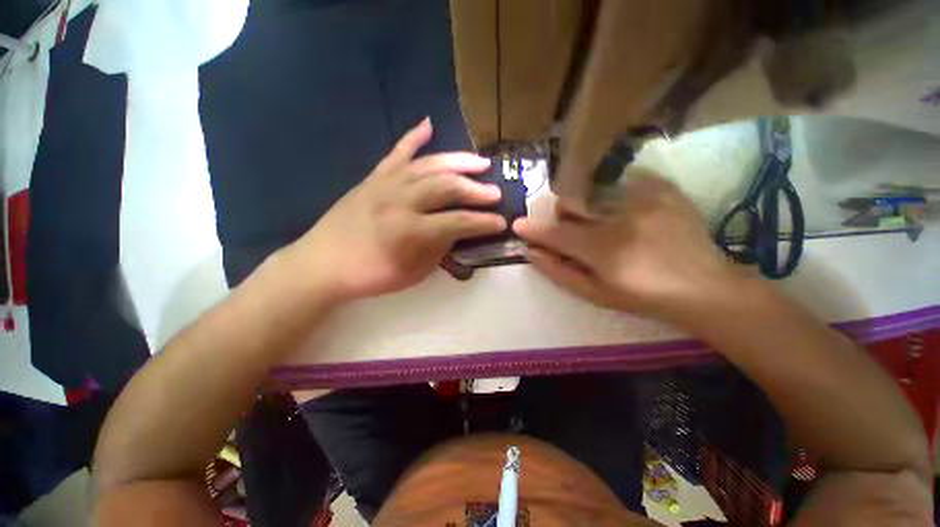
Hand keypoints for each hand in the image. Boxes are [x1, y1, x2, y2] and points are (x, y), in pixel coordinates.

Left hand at [287, 118, 505, 302]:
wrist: (323, 263)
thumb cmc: (371, 274)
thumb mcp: (413, 272)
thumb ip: (438, 248)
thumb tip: (457, 230)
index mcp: (410, 230)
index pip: (457, 222)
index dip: (483, 223)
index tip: (500, 223)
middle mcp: (400, 200)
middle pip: (447, 187)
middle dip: (476, 190)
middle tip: (495, 193)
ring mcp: (386, 183)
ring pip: (429, 165)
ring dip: (458, 162)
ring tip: (480, 162)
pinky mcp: (374, 177)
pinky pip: (397, 153)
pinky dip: (413, 137)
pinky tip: (428, 124)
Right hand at [513, 170, 741, 320]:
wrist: (703, 287)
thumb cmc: (643, 297)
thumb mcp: (596, 295)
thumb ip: (560, 272)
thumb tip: (532, 253)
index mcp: (604, 251)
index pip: (556, 234)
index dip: (534, 229)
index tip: (518, 224)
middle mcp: (621, 220)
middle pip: (573, 205)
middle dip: (561, 214)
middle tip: (567, 225)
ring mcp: (645, 201)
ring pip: (595, 192)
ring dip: (587, 205)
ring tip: (602, 220)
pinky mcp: (664, 191)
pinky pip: (624, 182)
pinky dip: (615, 195)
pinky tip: (626, 210)